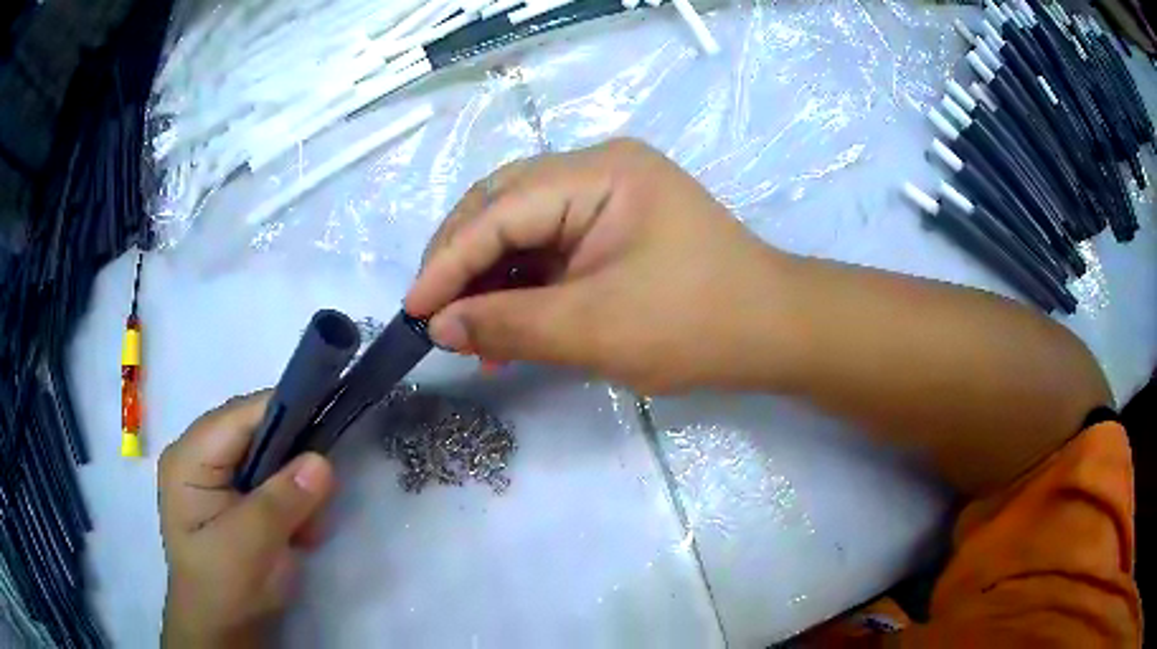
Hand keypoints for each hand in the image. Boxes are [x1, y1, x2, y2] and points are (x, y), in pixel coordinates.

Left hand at [159, 393, 335, 647]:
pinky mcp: (236, 497)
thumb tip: (322, 462)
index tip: (327, 423)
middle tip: (320, 498)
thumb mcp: (250, 546)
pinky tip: (299, 533)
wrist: (222, 629)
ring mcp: (217, 476)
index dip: (284, 413)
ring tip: (307, 529)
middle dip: (292, 462)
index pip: (240, 416)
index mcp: (189, 458)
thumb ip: (282, 502)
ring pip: (270, 458)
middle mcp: (201, 456)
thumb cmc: (224, 588)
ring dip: (296, 489)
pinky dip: (294, 503)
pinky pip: (273, 482)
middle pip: (256, 433)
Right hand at [406, 138, 795, 393]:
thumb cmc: (698, 325)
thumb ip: (510, 324)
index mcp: (600, 173)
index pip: (501, 211)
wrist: (774, 332)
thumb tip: (440, 328)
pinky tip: (505, 329)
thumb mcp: (597, 329)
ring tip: (468, 334)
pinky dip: (521, 289)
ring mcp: (606, 196)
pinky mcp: (611, 227)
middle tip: (433, 316)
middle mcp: (598, 169)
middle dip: (461, 263)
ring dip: (489, 281)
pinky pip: (549, 250)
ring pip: (521, 230)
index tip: (413, 311)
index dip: (449, 261)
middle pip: (503, 207)